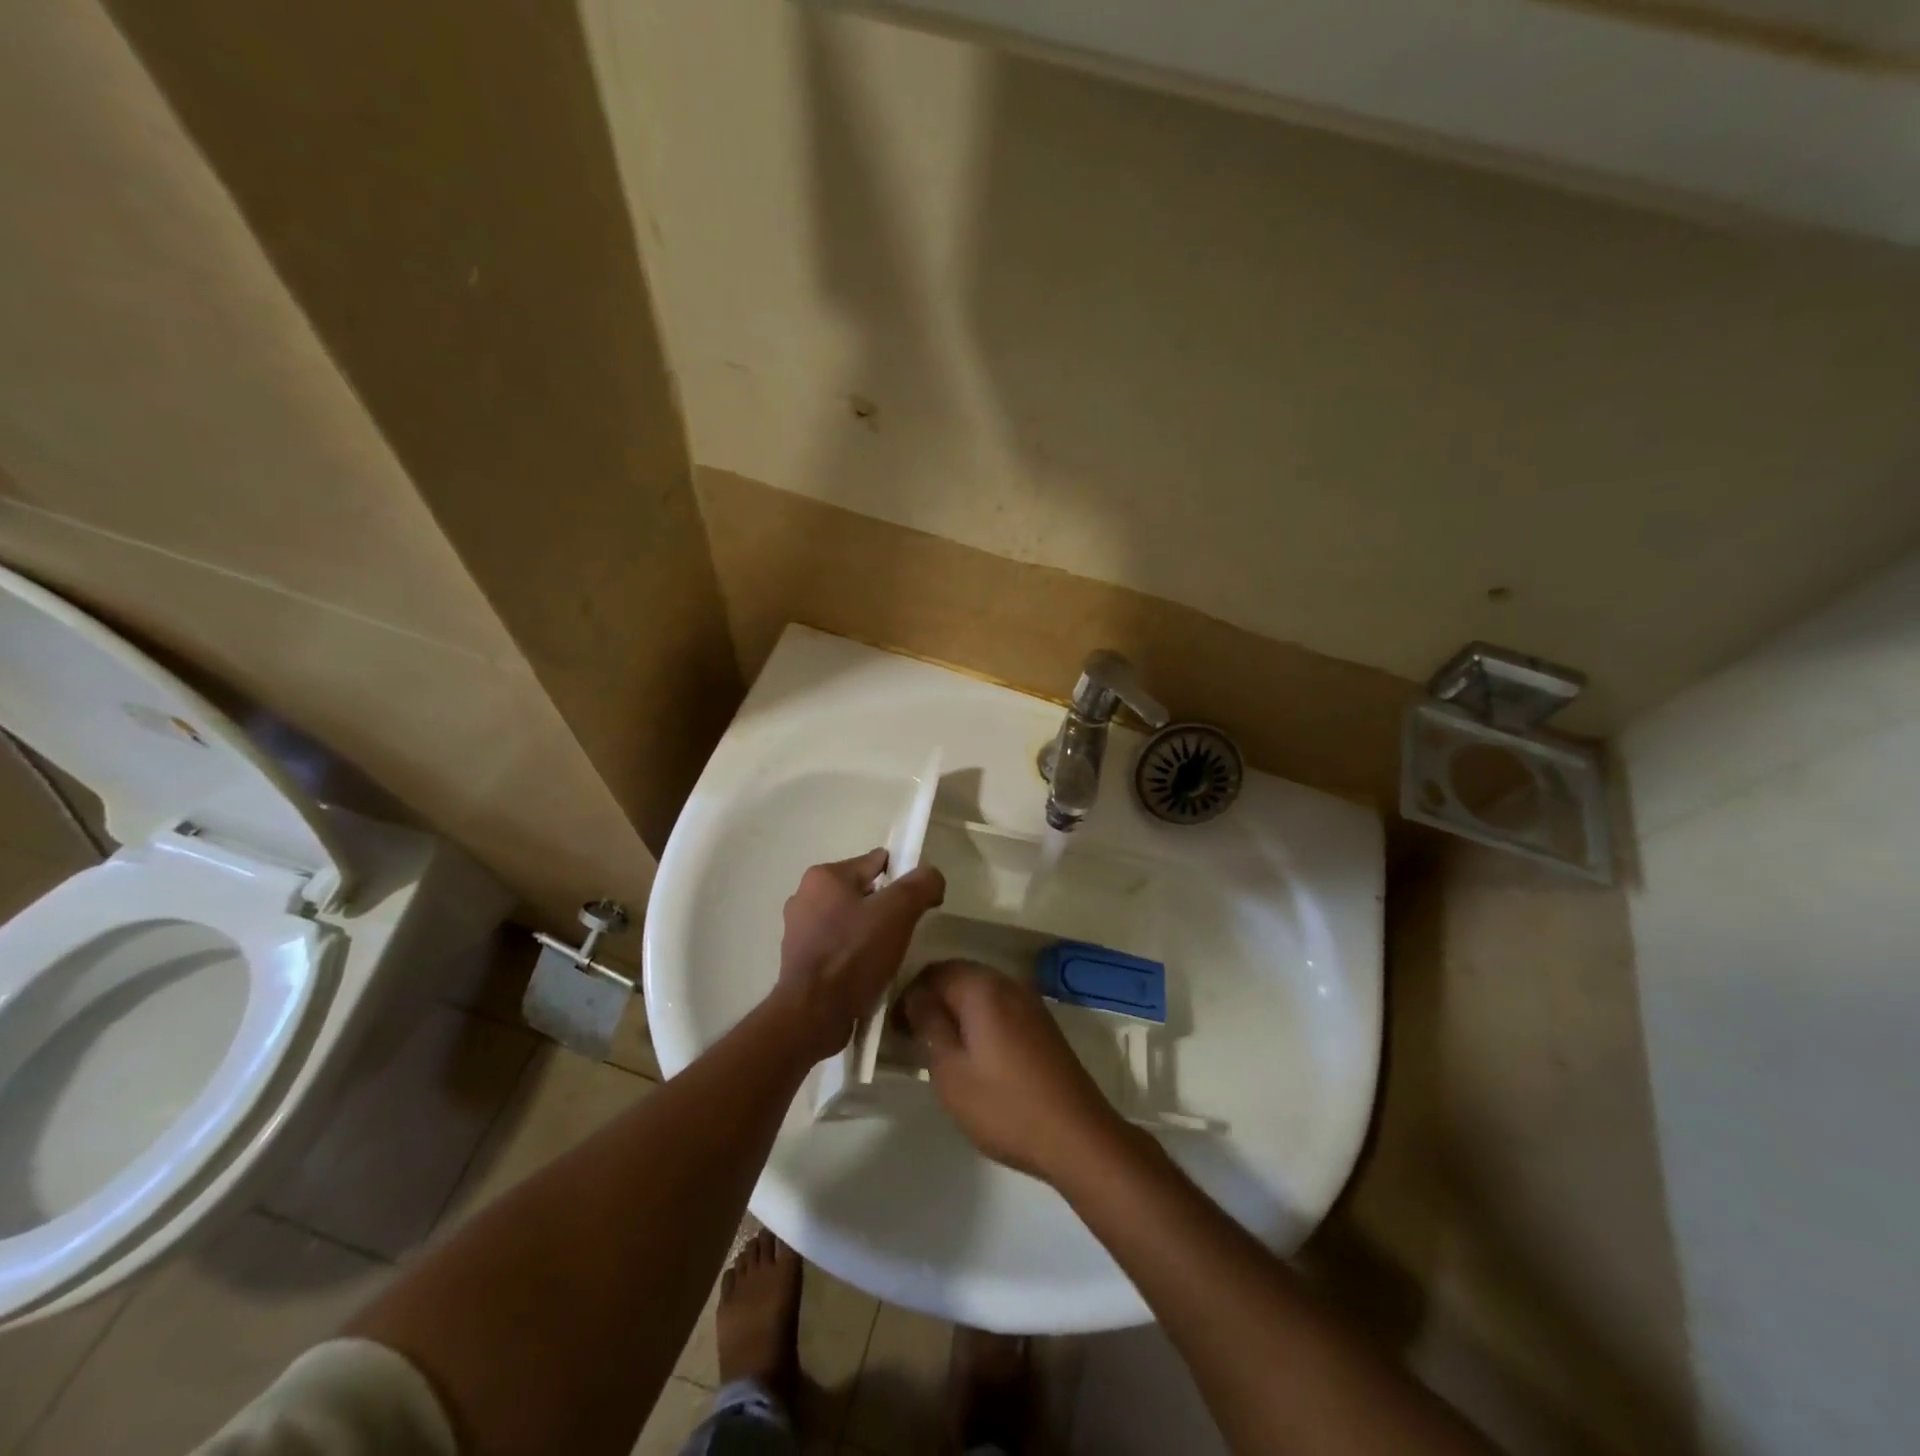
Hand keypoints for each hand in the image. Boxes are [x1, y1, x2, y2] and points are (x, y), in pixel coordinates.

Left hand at [772, 849, 945, 1065]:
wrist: (813, 1014)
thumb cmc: (854, 954)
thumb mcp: (899, 911)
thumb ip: (921, 884)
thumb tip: (932, 878)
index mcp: (824, 875)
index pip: (875, 863)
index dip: (903, 879)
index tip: (918, 904)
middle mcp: (805, 895)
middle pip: (862, 892)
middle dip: (885, 908)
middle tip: (904, 933)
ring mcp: (798, 930)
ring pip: (849, 921)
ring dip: (869, 933)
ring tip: (887, 957)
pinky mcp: (799, 960)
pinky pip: (837, 947)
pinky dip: (853, 955)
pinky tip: (867, 973)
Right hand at [900, 960, 1126, 1181]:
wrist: (1078, 1136)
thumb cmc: (1005, 1106)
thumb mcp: (951, 1071)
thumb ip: (929, 1024)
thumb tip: (916, 995)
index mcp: (982, 987)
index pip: (933, 972)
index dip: (909, 996)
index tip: (896, 1030)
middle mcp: (1008, 983)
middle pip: (958, 977)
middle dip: (932, 1001)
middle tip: (913, 1039)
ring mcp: (1030, 1002)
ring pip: (980, 993)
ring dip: (956, 1012)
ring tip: (940, 1050)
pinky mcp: (1042, 1024)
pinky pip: (1000, 1008)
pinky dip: (979, 1021)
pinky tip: (974, 1055)